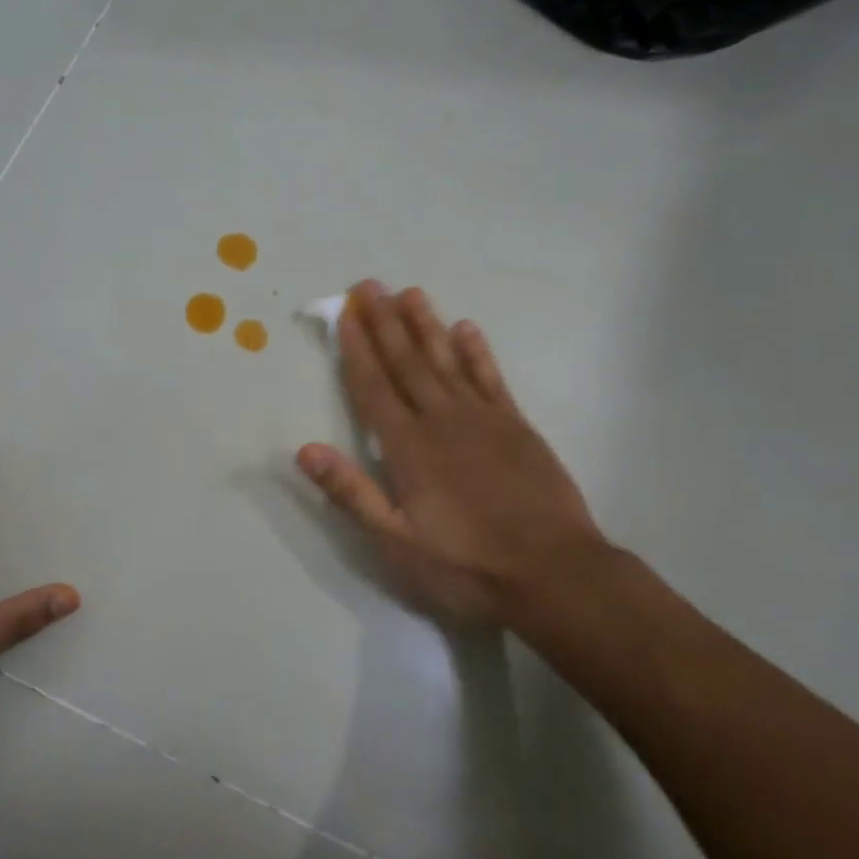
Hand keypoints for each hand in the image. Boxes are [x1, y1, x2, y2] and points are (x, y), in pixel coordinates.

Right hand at [297, 282, 604, 628]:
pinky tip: (466, 329)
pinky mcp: (516, 426)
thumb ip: (351, 493)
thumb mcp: (396, 542)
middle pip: (407, 363)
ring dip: (426, 326)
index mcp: (408, 447)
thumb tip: (305, 449)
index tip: (345, 314)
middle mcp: (441, 420)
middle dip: (385, 323)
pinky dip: (476, 352)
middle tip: (370, 285)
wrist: (553, 572)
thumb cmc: (465, 564)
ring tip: (410, 293)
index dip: (357, 349)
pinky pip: (491, 378)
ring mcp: (483, 419)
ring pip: (446, 360)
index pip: (373, 387)